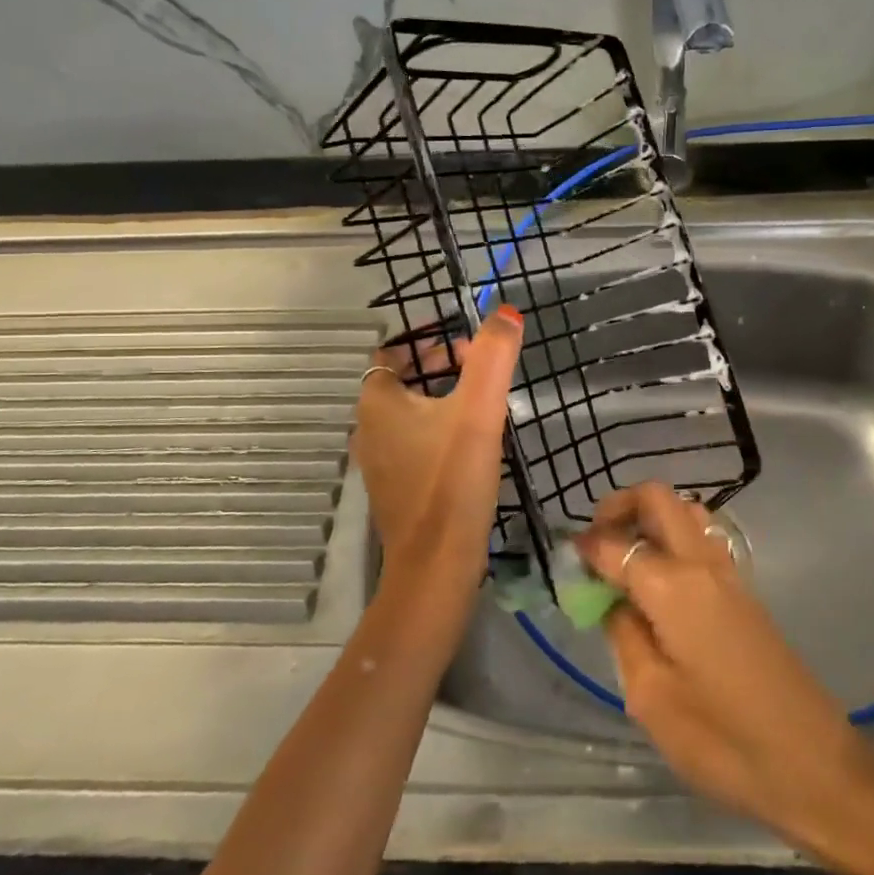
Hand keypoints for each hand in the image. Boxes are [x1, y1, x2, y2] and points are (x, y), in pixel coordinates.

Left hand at [351, 306, 523, 604]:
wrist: (437, 563)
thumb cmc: (452, 479)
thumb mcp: (479, 409)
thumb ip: (493, 355)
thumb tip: (506, 312)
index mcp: (377, 402)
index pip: (392, 352)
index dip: (427, 342)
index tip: (467, 346)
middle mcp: (367, 427)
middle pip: (402, 381)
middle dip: (439, 368)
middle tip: (481, 371)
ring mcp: (378, 461)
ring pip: (408, 413)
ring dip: (439, 400)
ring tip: (482, 404)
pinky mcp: (394, 488)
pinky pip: (412, 443)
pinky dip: (435, 432)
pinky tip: (469, 446)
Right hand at [574, 483, 873, 849]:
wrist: (813, 764)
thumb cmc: (723, 740)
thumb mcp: (652, 697)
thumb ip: (624, 635)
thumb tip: (611, 599)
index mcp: (673, 586)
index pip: (616, 544)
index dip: (585, 548)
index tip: (565, 563)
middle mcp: (702, 563)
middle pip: (658, 498)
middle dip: (619, 507)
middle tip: (595, 545)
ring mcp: (729, 573)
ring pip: (685, 511)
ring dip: (650, 519)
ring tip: (624, 560)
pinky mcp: (744, 591)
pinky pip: (702, 539)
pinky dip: (672, 538)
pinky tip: (658, 583)